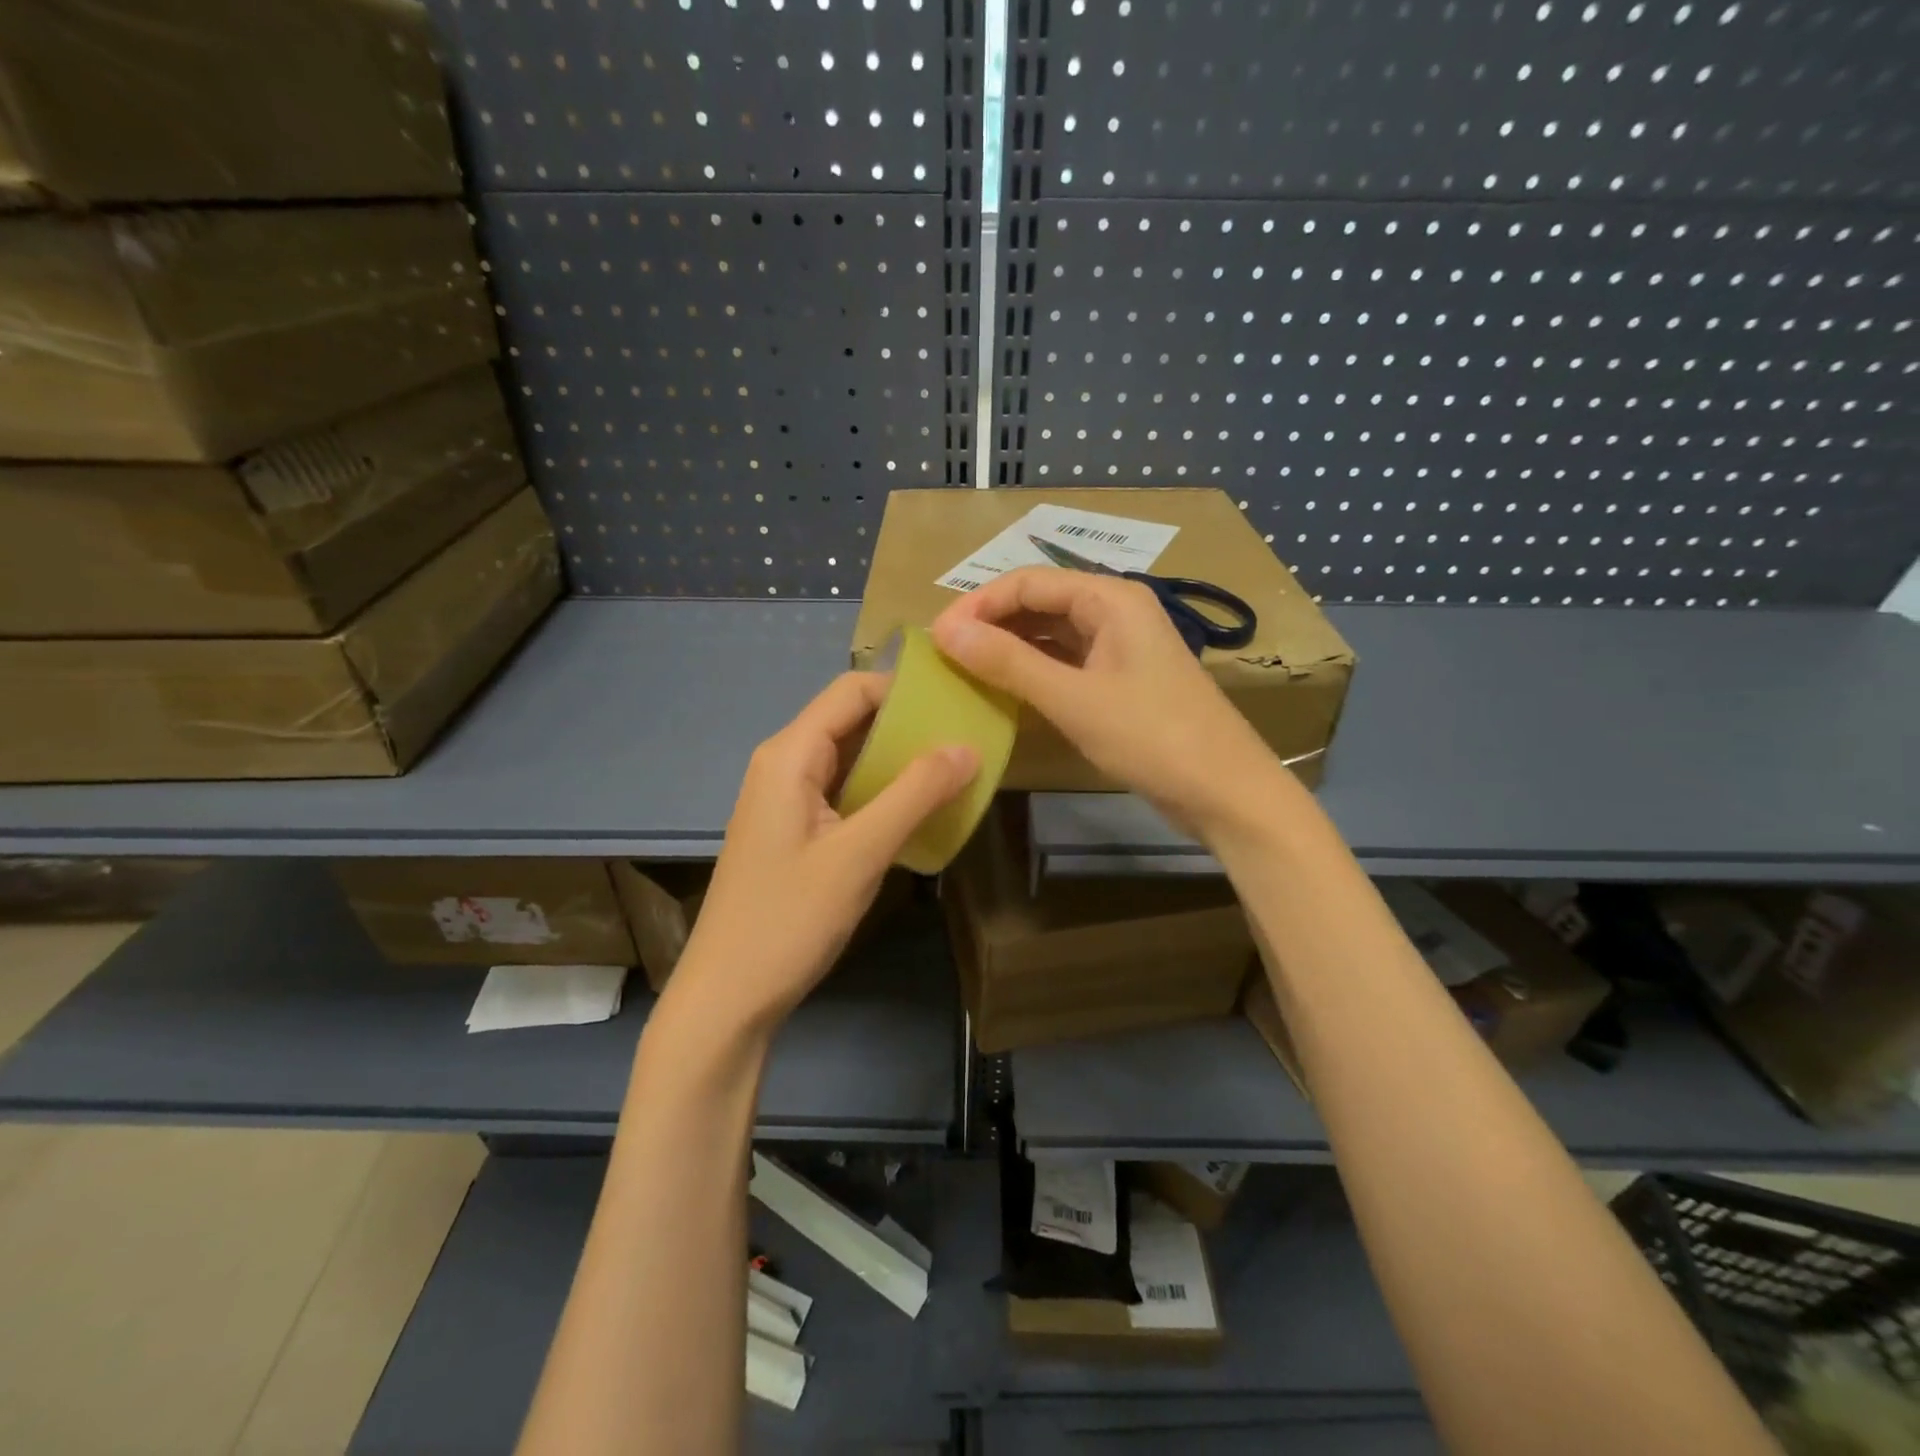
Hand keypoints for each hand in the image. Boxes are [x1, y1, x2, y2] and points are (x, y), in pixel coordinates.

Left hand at [666, 672, 978, 1034]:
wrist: (727, 997)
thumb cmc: (788, 919)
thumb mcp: (860, 853)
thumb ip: (915, 794)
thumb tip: (969, 748)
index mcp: (790, 755)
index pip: (852, 690)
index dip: (904, 687)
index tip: (958, 697)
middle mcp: (784, 765)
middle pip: (851, 721)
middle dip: (908, 724)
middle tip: (968, 735)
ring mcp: (786, 800)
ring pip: (850, 760)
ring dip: (898, 761)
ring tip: (956, 769)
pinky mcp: (793, 832)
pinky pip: (843, 793)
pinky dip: (881, 793)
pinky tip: (919, 811)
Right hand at [930, 567, 1277, 838]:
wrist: (1224, 791)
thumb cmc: (1152, 737)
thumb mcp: (1073, 699)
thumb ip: (1008, 663)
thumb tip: (945, 631)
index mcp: (1110, 599)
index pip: (1028, 582)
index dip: (978, 604)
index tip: (936, 636)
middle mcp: (1115, 612)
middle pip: (1040, 603)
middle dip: (992, 624)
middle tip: (944, 655)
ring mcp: (1120, 648)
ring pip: (1052, 634)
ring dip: (1010, 648)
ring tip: (964, 670)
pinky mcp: (1120, 681)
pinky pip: (1066, 663)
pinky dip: (1034, 672)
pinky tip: (1005, 691)